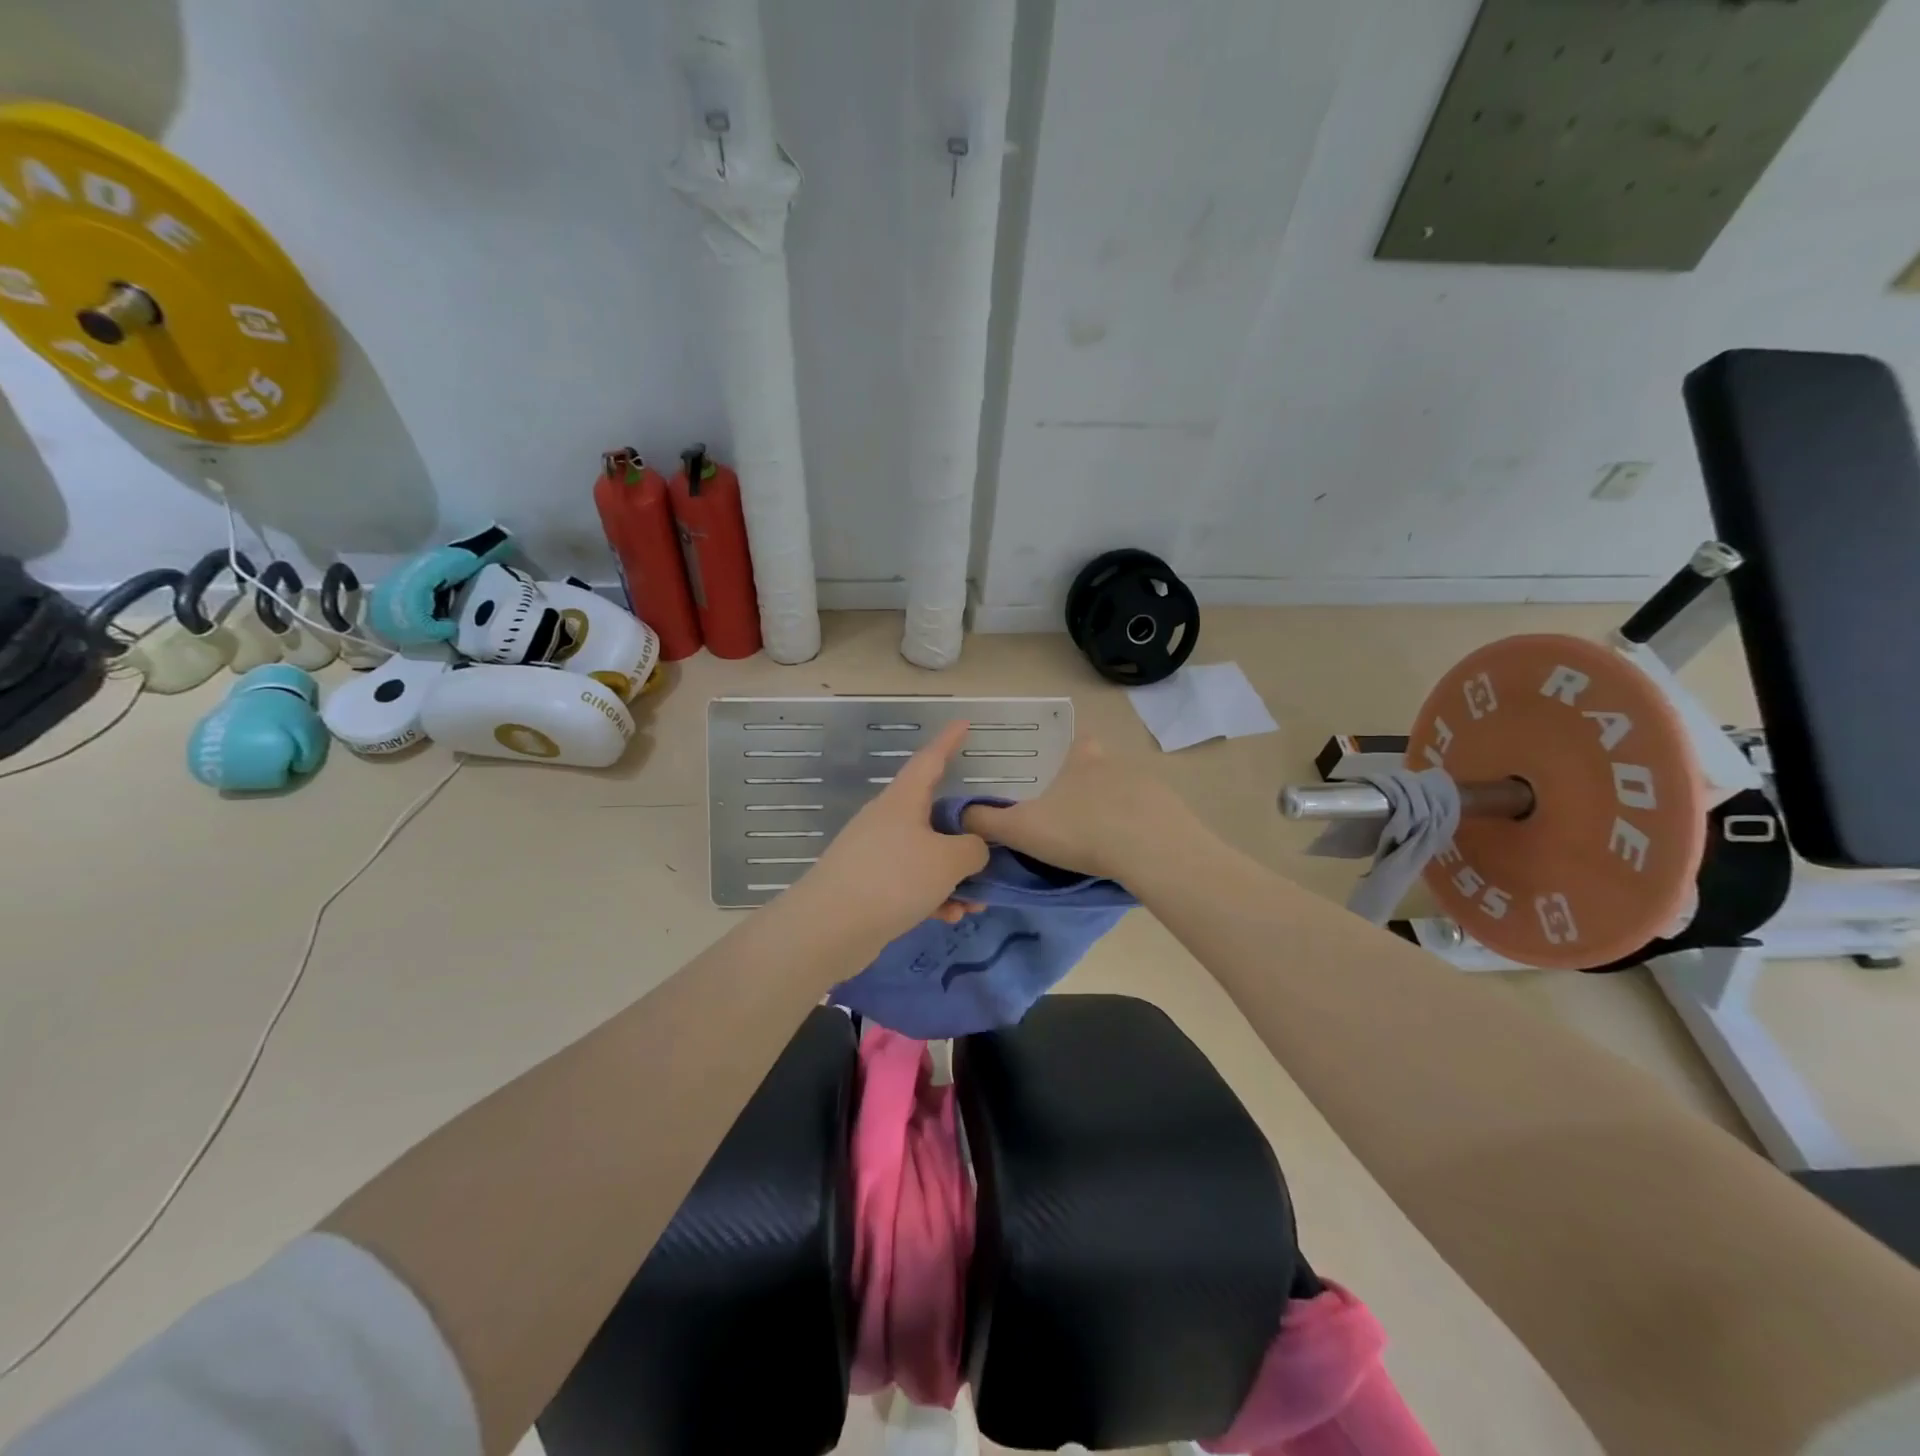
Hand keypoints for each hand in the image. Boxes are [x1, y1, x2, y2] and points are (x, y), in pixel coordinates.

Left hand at [793, 721, 988, 947]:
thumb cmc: (893, 878)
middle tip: (992, 851)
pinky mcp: (870, 886)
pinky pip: (911, 882)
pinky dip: (933, 895)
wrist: (830, 928)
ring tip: (976, 904)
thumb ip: (972, 849)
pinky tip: (948, 917)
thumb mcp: (948, 861)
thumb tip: (973, 849)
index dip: (949, 741)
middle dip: (965, 837)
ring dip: (954, 876)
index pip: (930, 760)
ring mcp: (876, 853)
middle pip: (934, 816)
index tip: (963, 723)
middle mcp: (888, 820)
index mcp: (903, 800)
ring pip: (927, 855)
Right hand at [960, 736, 1196, 882]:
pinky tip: (1130, 854)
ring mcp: (1149, 787)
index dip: (1069, 755)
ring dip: (1115, 810)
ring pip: (1126, 792)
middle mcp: (1117, 764)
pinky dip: (1139, 830)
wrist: (1151, 851)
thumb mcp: (1021, 829)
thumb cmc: (1080, 830)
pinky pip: (1150, 817)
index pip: (1078, 742)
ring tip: (1101, 841)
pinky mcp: (1172, 813)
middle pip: (1101, 767)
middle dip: (1089, 787)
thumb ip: (986, 822)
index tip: (1059, 777)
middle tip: (1073, 818)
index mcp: (1082, 760)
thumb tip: (959, 815)